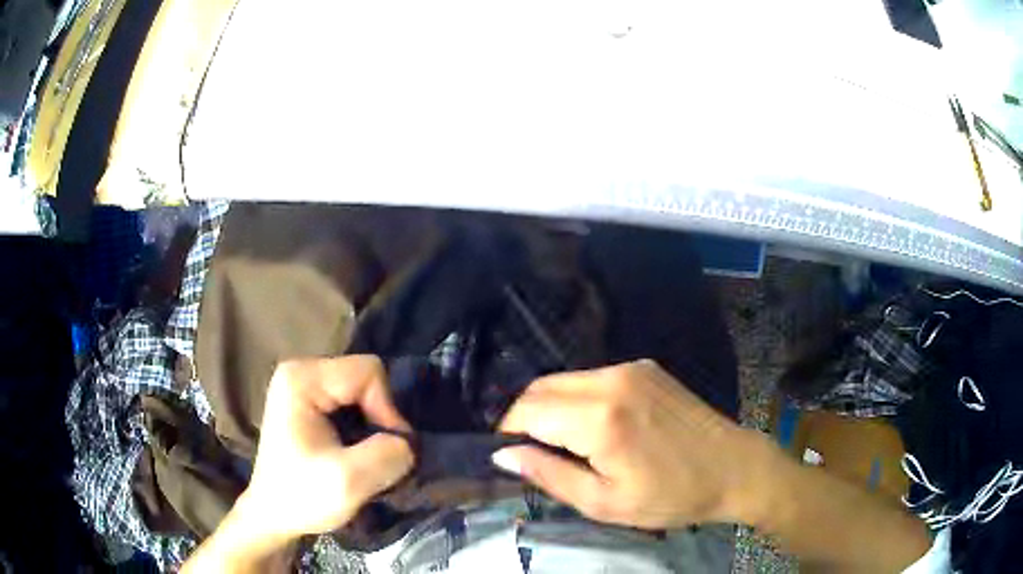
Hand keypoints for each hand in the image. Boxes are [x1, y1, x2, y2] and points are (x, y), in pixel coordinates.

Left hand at [240, 356, 413, 541]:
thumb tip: (407, 445)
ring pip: (362, 392)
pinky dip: (362, 427)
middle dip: (379, 418)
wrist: (273, 516)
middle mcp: (301, 371)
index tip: (384, 450)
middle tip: (374, 456)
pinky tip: (353, 450)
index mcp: (302, 378)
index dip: (386, 411)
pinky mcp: (309, 402)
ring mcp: (303, 385)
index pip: (368, 373)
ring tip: (364, 456)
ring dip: (372, 425)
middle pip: (366, 378)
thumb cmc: (301, 497)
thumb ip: (386, 455)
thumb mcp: (348, 481)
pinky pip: (352, 403)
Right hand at [495, 360, 769, 528]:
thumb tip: (503, 455)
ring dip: (551, 407)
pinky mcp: (645, 367)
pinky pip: (592, 378)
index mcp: (600, 419)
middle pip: (540, 388)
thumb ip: (549, 475)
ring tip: (564, 443)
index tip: (509, 455)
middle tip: (533, 452)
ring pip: (564, 380)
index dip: (508, 431)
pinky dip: (577, 398)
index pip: (527, 410)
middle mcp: (611, 380)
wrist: (734, 468)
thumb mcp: (604, 503)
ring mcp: (630, 368)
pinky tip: (594, 426)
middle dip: (525, 417)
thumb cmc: (671, 496)